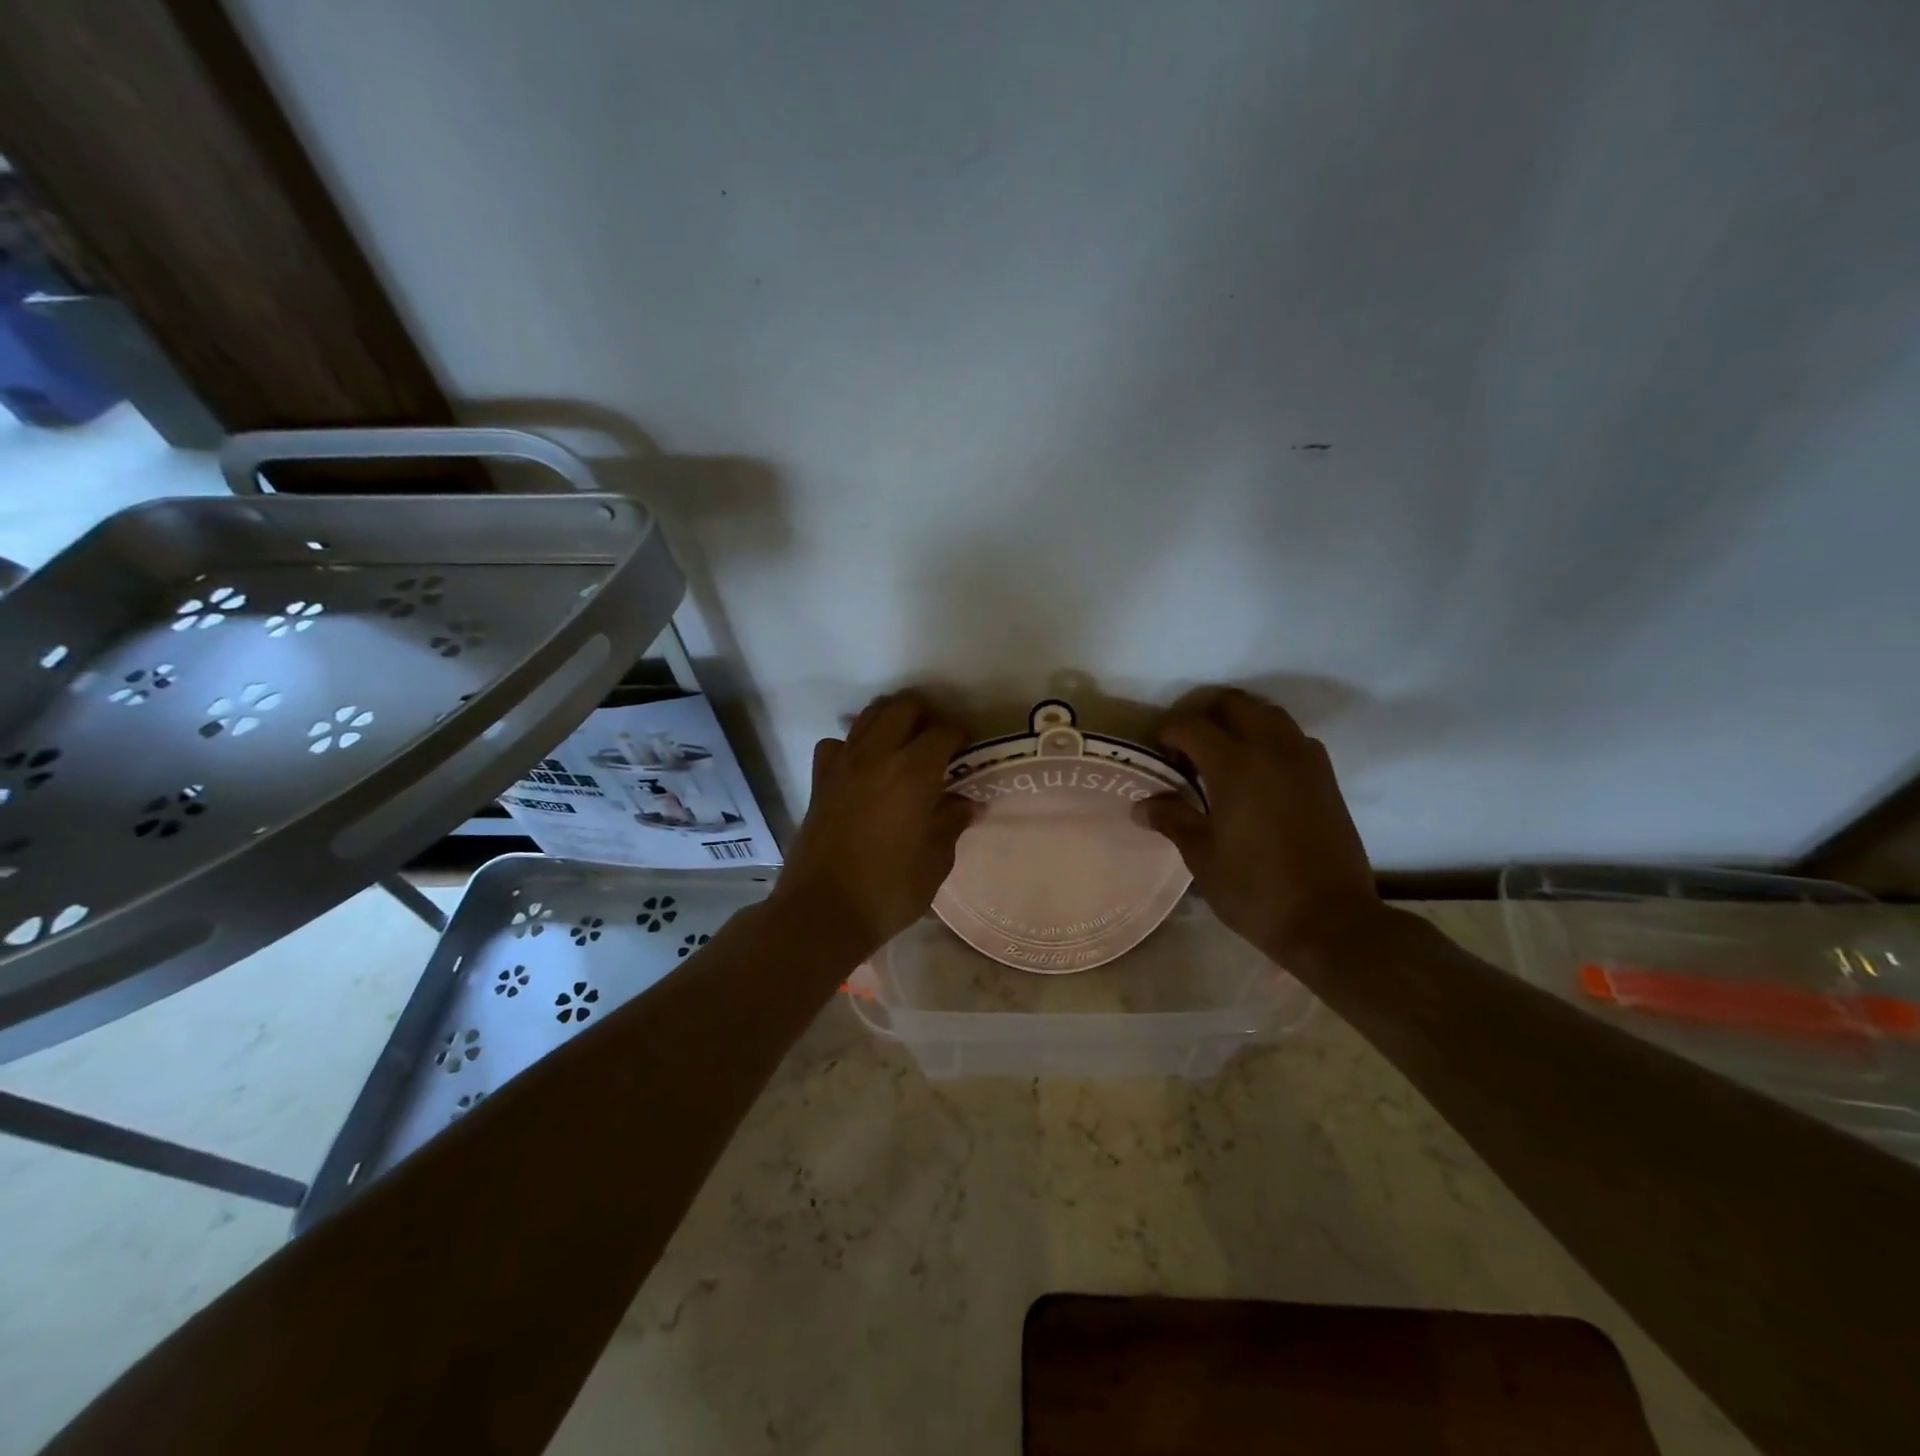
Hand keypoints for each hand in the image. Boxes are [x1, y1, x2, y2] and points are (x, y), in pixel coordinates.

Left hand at [771, 690, 974, 958]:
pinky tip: (863, 768)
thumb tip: (967, 803)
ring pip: (869, 716)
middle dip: (927, 716)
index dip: (961, 735)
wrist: (821, 913)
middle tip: (939, 744)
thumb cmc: (888, 891)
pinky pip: (837, 744)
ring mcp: (842, 765)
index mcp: (913, 773)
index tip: (970, 750)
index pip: (943, 731)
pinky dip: (853, 746)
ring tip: (906, 747)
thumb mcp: (935, 862)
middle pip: (903, 707)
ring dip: (892, 721)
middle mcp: (876, 756)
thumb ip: (951, 823)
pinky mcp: (819, 781)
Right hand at [1135, 688, 1385, 965]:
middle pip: (1234, 704)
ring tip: (1221, 756)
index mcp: (1235, 766)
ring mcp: (1305, 761)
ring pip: (1268, 714)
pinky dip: (1269, 739)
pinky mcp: (1326, 777)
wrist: (1332, 922)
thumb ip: (1172, 819)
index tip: (1157, 755)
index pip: (1191, 725)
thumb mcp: (1202, 857)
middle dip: (1204, 715)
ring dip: (1240, 722)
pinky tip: (1257, 774)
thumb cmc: (1256, 890)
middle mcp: (1272, 750)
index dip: (1167, 733)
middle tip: (1187, 748)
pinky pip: (1292, 738)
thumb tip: (1142, 805)